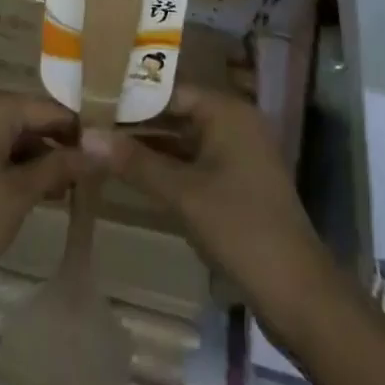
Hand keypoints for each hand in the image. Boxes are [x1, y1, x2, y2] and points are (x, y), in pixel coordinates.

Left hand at [0, 88, 82, 320]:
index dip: (79, 131)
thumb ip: (60, 165)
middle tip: (89, 178)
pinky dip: (12, 162)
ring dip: (36, 157)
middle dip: (57, 145)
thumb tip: (102, 149)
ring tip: (67, 191)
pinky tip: (35, 190)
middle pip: (28, 117)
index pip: (48, 108)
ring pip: (10, 132)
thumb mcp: (19, 196)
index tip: (107, 154)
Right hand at [87, 88, 338, 333]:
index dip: (132, 96)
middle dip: (138, 123)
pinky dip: (168, 168)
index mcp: (227, 110)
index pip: (170, 90)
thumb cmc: (240, 228)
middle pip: (177, 113)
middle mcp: (234, 122)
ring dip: (150, 147)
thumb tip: (86, 136)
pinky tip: (135, 176)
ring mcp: (238, 154)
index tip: (94, 101)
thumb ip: (135, 162)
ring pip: (184, 140)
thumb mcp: (183, 194)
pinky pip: (195, 162)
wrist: (298, 294)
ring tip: (104, 147)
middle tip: (92, 125)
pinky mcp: (238, 183)